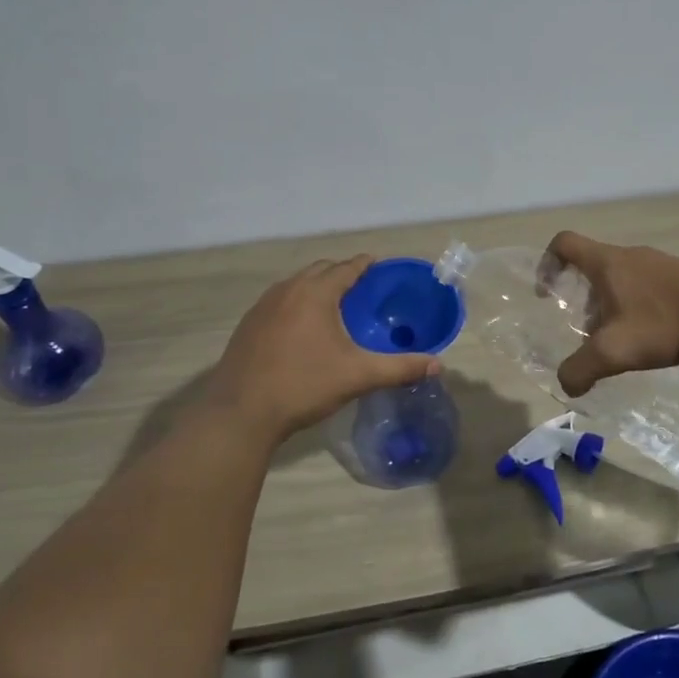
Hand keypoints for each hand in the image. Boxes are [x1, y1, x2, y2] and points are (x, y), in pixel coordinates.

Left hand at [205, 255, 441, 440]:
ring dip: (316, 287)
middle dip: (341, 274)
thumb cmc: (303, 385)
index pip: (346, 267)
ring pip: (296, 285)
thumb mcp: (358, 376)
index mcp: (316, 293)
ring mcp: (263, 306)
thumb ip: (399, 368)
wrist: (240, 412)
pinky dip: (296, 304)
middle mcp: (288, 290)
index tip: (378, 266)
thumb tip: (437, 366)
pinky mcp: (248, 325)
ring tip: (333, 306)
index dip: (364, 265)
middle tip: (361, 289)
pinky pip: (279, 302)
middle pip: (320, 270)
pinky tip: (301, 330)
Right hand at [543, 232, 678, 396]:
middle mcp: (630, 256)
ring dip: (611, 303)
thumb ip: (581, 369)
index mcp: (607, 263)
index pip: (565, 243)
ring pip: (622, 277)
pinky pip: (648, 285)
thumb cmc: (664, 321)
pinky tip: (653, 336)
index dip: (547, 262)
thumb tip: (565, 385)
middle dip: (582, 295)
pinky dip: (639, 306)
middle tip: (587, 327)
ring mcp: (659, 264)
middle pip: (593, 264)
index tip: (548, 290)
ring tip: (621, 338)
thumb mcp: (615, 351)